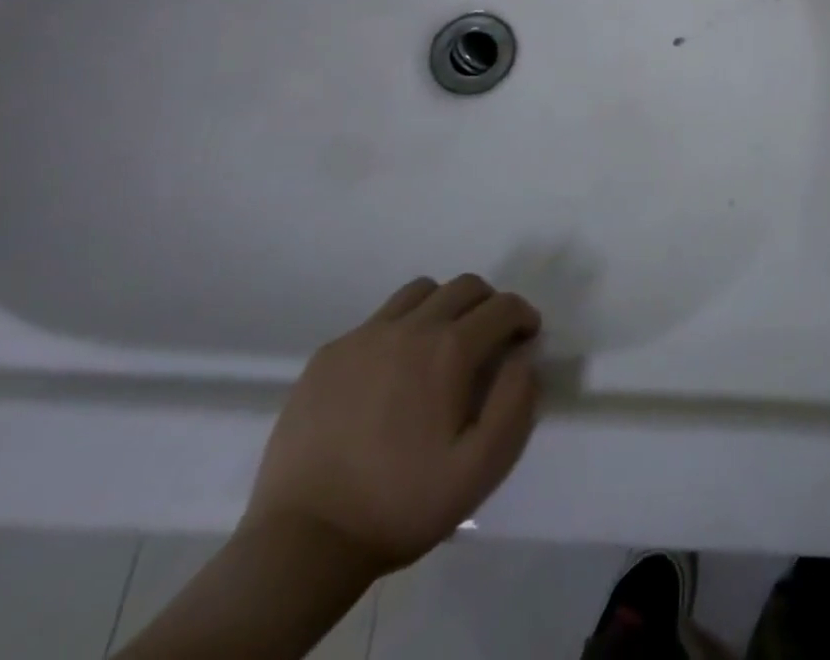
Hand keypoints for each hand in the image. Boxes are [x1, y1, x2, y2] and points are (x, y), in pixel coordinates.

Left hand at [242, 275, 540, 576]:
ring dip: (444, 306)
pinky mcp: (328, 355)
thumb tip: (523, 358)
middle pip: (464, 286)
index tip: (526, 338)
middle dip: (488, 304)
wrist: (302, 542)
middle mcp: (410, 328)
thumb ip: (515, 403)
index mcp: (449, 350)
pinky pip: (377, 320)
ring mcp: (363, 337)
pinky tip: (391, 372)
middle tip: (490, 339)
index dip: (523, 316)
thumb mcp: (480, 469)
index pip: (502, 306)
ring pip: (420, 292)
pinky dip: (399, 329)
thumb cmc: (400, 505)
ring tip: (441, 345)